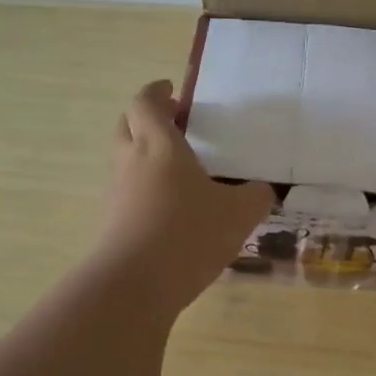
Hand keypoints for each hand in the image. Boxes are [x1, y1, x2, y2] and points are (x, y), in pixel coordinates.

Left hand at [98, 80, 274, 309]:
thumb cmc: (188, 233)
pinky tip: (171, 207)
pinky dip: (144, 187)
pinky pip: (127, 191)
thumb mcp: (239, 213)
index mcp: (159, 145)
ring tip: (178, 167)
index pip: (145, 102)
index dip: (156, 92)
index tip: (171, 90)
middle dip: (146, 118)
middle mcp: (131, 161)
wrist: (134, 285)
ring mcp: (117, 192)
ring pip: (124, 158)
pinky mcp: (112, 221)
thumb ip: (256, 195)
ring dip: (144, 153)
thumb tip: (263, 189)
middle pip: (126, 124)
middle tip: (173, 123)